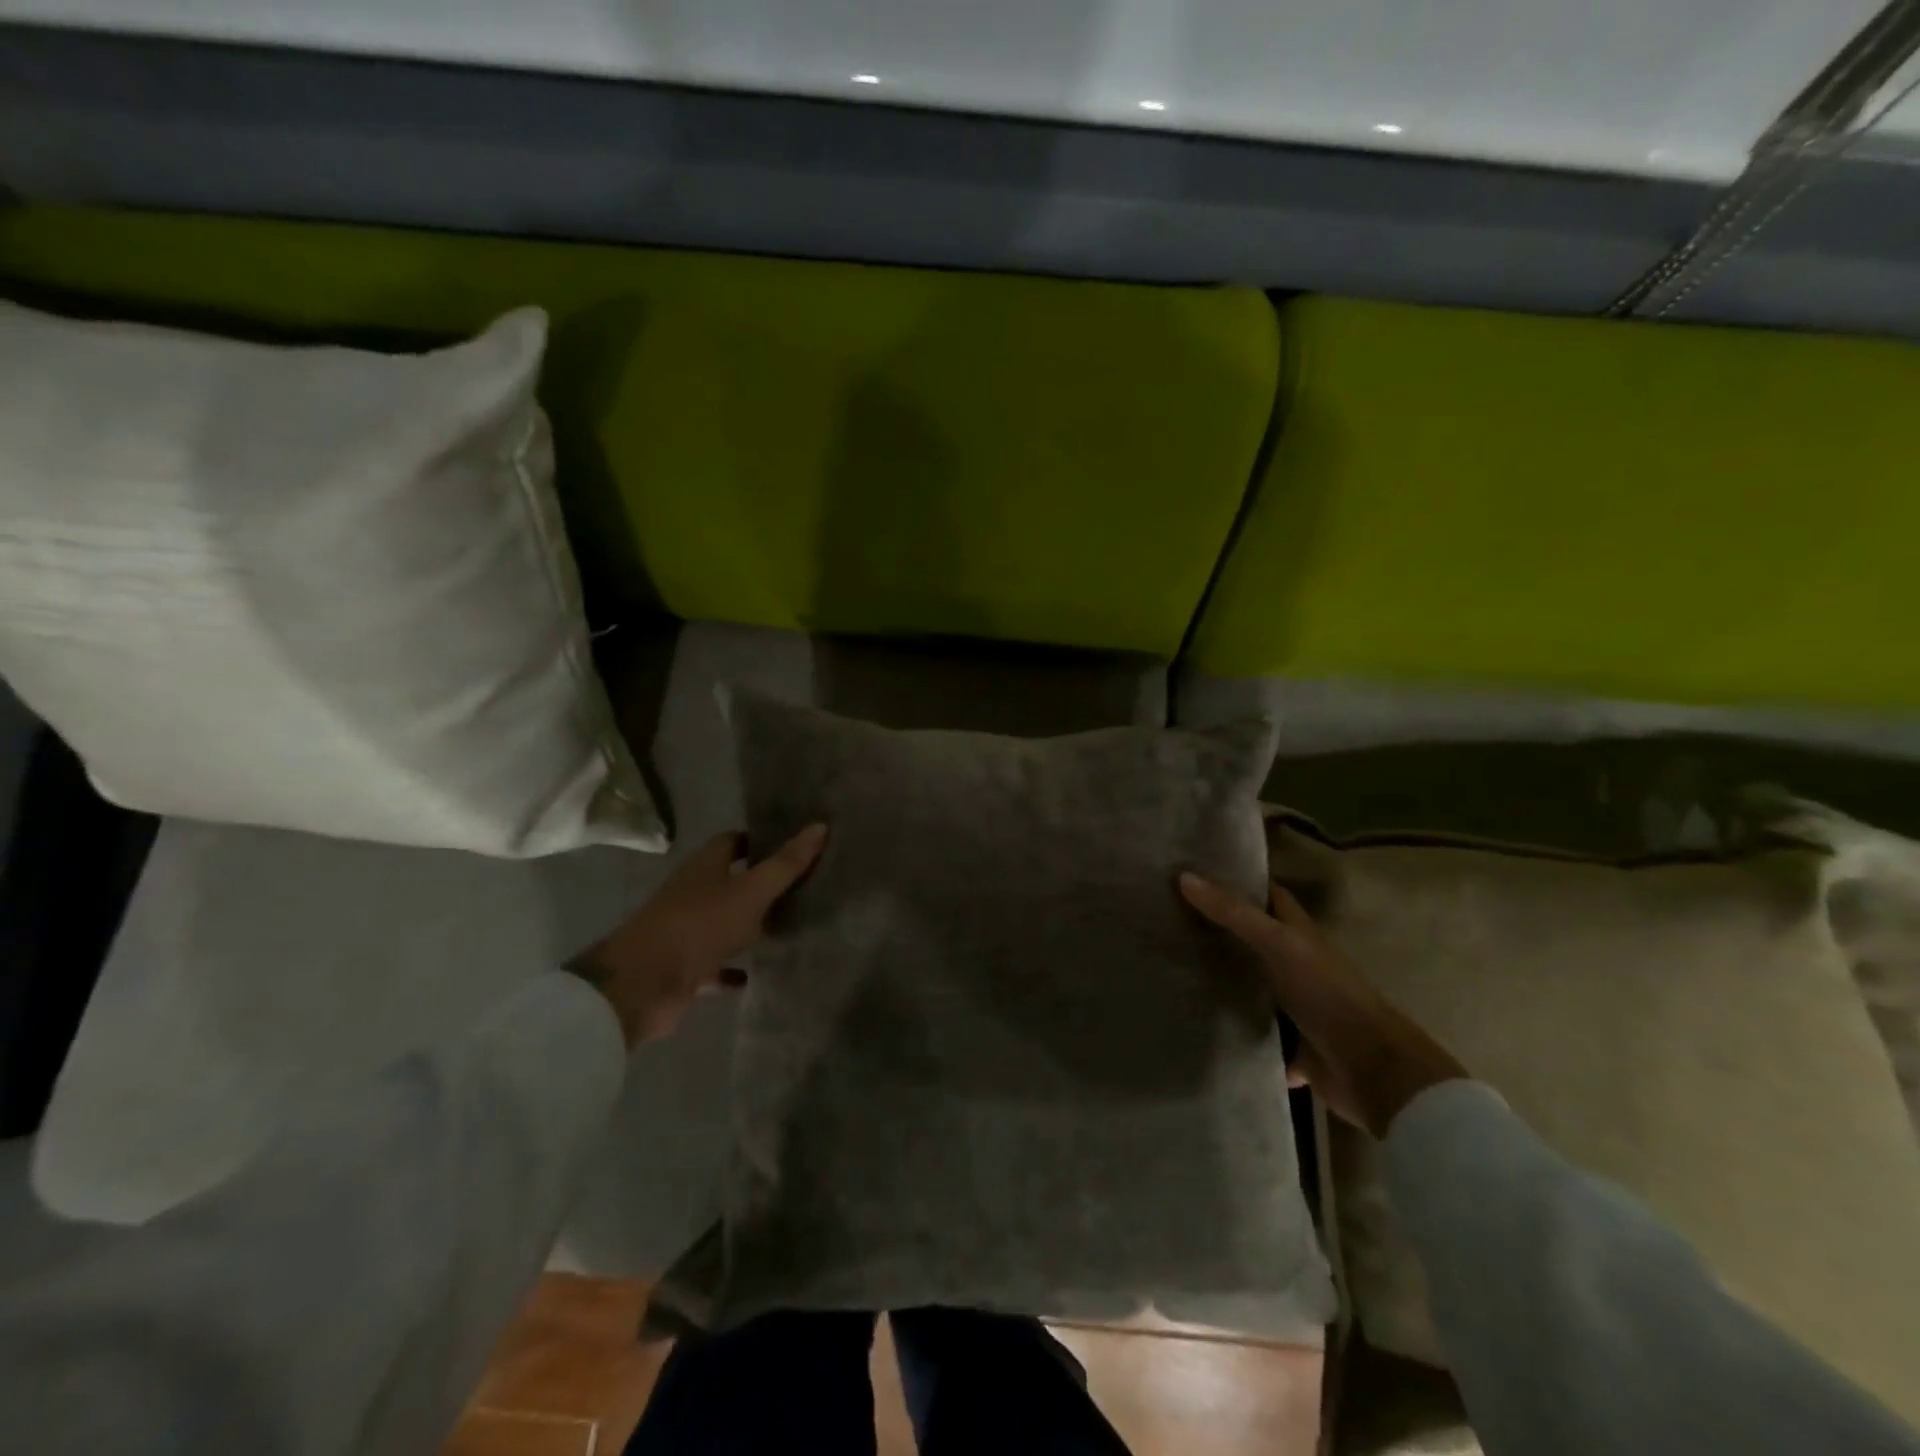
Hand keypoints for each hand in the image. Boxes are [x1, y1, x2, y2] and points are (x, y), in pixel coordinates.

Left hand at [570, 824, 827, 1047]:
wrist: (643, 985)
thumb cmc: (699, 925)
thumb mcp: (751, 892)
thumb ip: (786, 864)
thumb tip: (820, 825)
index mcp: (705, 867)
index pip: (733, 842)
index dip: (760, 840)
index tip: (793, 845)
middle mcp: (693, 893)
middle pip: (730, 881)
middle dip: (760, 883)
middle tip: (802, 886)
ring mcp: (687, 931)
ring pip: (724, 922)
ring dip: (749, 926)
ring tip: (789, 927)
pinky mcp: (685, 966)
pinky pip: (716, 964)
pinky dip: (734, 968)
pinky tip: (757, 973)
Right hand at [1179, 871, 1467, 1137]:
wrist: (1372, 1071)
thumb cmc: (1328, 993)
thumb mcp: (1278, 944)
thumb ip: (1233, 912)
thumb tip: (1183, 876)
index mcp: (1300, 935)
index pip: (1268, 896)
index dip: (1239, 881)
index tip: (1196, 872)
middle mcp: (1298, 965)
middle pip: (1255, 940)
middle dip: (1219, 930)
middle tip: (1169, 919)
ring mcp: (1296, 1007)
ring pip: (1252, 986)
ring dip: (1223, 981)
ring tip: (1170, 967)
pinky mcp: (1291, 1046)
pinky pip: (1255, 1035)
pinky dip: (1233, 1032)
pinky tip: (1198, 1025)